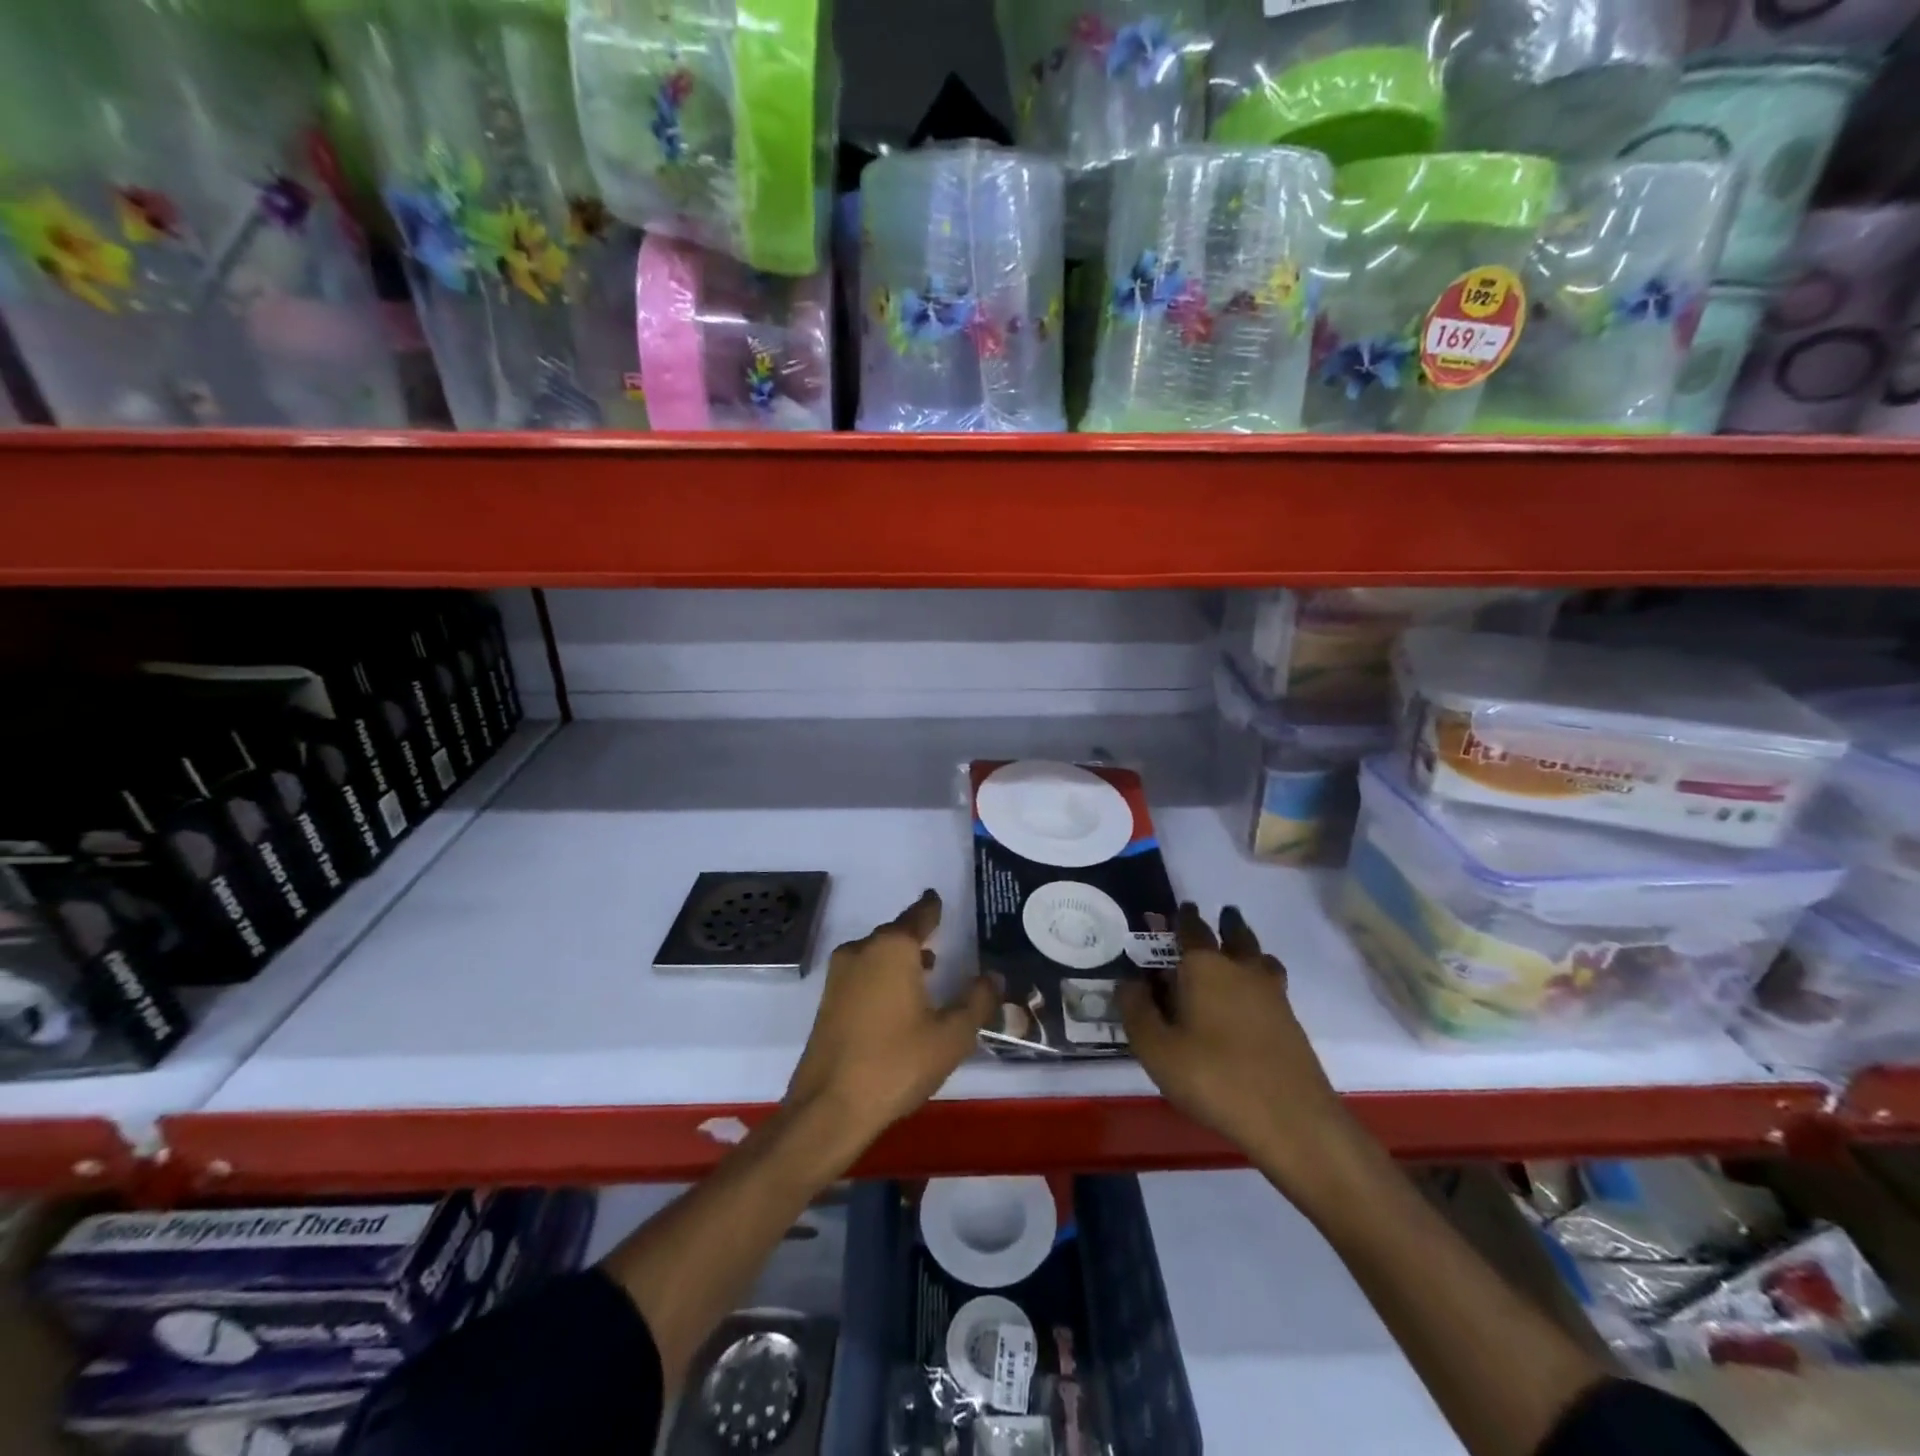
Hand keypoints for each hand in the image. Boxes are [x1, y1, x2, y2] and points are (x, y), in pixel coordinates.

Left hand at [786, 890, 995, 1151]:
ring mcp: (840, 975)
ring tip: (927, 970)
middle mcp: (862, 950)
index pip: (919, 916)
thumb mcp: (951, 1035)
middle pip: (895, 933)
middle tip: (942, 940)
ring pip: (877, 954)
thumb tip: (993, 976)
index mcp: (893, 948)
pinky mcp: (828, 1000)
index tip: (938, 898)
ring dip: (900, 958)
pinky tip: (899, 999)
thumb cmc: (896, 1063)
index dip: (932, 908)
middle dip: (917, 936)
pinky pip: (863, 973)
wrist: (829, 1106)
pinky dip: (883, 976)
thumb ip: (977, 1001)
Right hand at [1118, 904, 1353, 1192]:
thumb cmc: (1214, 1077)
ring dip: (1248, 946)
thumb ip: (1136, 1010)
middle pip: (1235, 934)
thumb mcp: (1156, 1049)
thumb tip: (1129, 980)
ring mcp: (1272, 994)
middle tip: (1220, 916)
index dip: (1183, 917)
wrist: (1291, 1120)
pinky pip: (1271, 982)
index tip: (1181, 908)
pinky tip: (1250, 996)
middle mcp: (1240, 968)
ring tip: (1239, 950)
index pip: (1192, 928)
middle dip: (1225, 923)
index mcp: (1205, 966)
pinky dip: (1260, 976)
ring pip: (1259, 955)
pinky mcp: (1290, 1020)